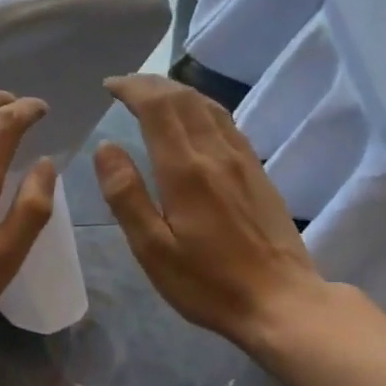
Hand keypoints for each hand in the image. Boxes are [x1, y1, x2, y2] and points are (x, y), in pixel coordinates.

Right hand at [94, 75, 325, 346]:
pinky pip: (228, 123)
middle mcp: (216, 154)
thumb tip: (105, 147)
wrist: (281, 301)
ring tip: (155, 94)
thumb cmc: (208, 283)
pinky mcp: (259, 173)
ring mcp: (243, 161)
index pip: (158, 107)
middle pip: (185, 99)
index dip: (132, 88)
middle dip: (152, 84)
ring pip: (210, 106)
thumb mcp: (153, 250)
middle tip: (126, 86)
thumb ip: (127, 195)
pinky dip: (203, 108)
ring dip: (178, 92)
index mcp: (185, 171)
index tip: (110, 86)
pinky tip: (196, 120)